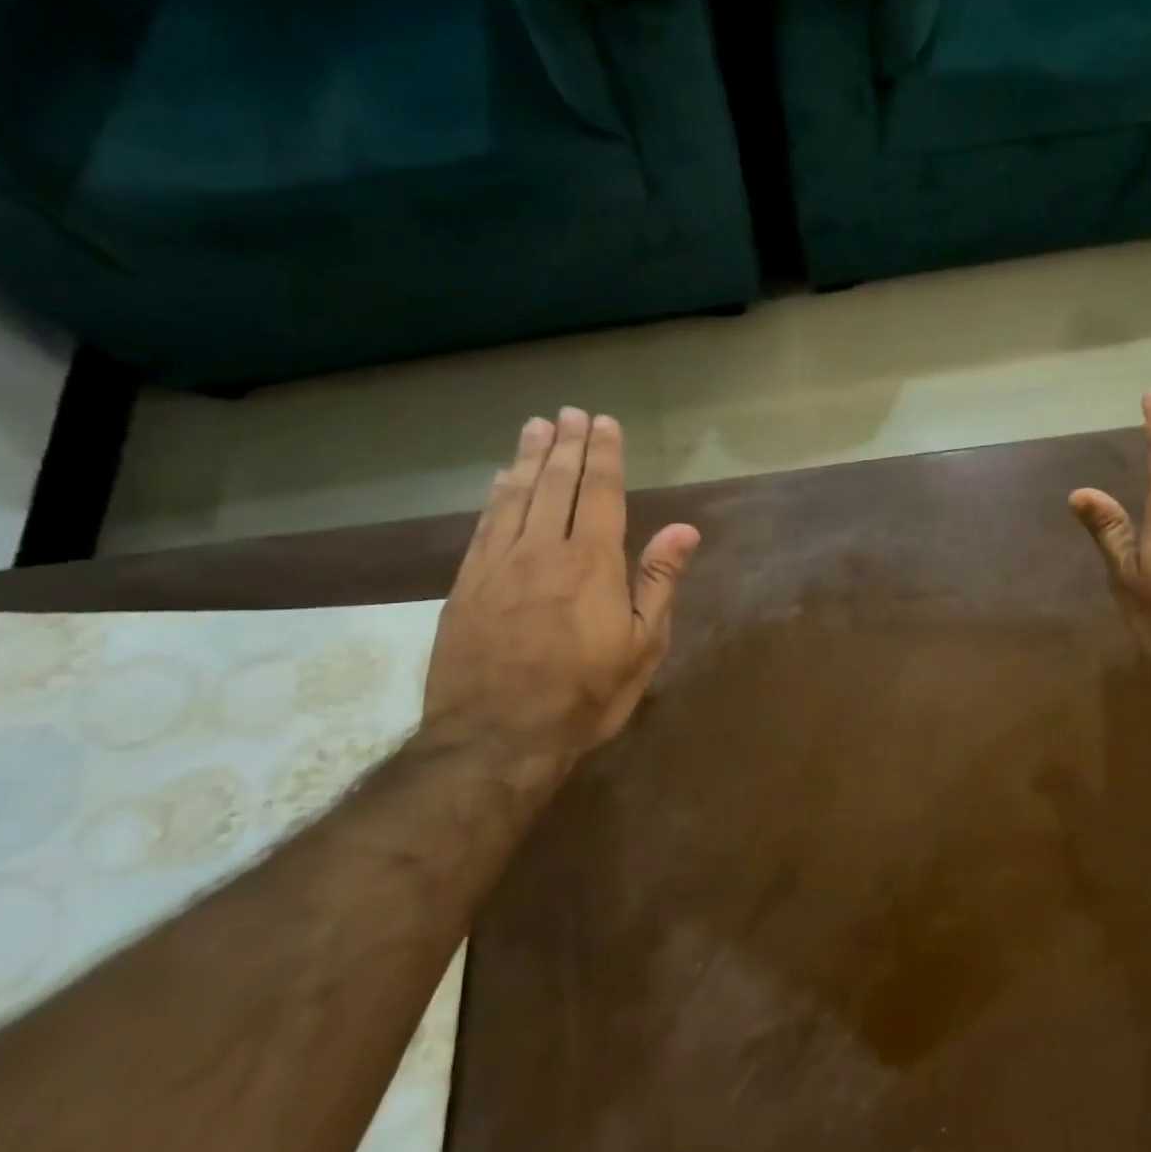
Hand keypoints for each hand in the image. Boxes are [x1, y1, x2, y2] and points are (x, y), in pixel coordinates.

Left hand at [423, 408, 699, 773]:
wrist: (497, 739)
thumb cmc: (586, 695)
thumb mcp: (643, 646)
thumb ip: (660, 581)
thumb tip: (684, 528)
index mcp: (592, 562)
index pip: (599, 493)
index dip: (604, 455)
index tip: (604, 423)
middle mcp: (542, 550)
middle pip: (555, 484)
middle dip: (567, 444)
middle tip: (571, 412)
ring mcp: (498, 565)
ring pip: (516, 497)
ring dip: (529, 458)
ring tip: (538, 426)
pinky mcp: (466, 586)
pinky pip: (484, 526)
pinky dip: (495, 496)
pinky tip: (501, 479)